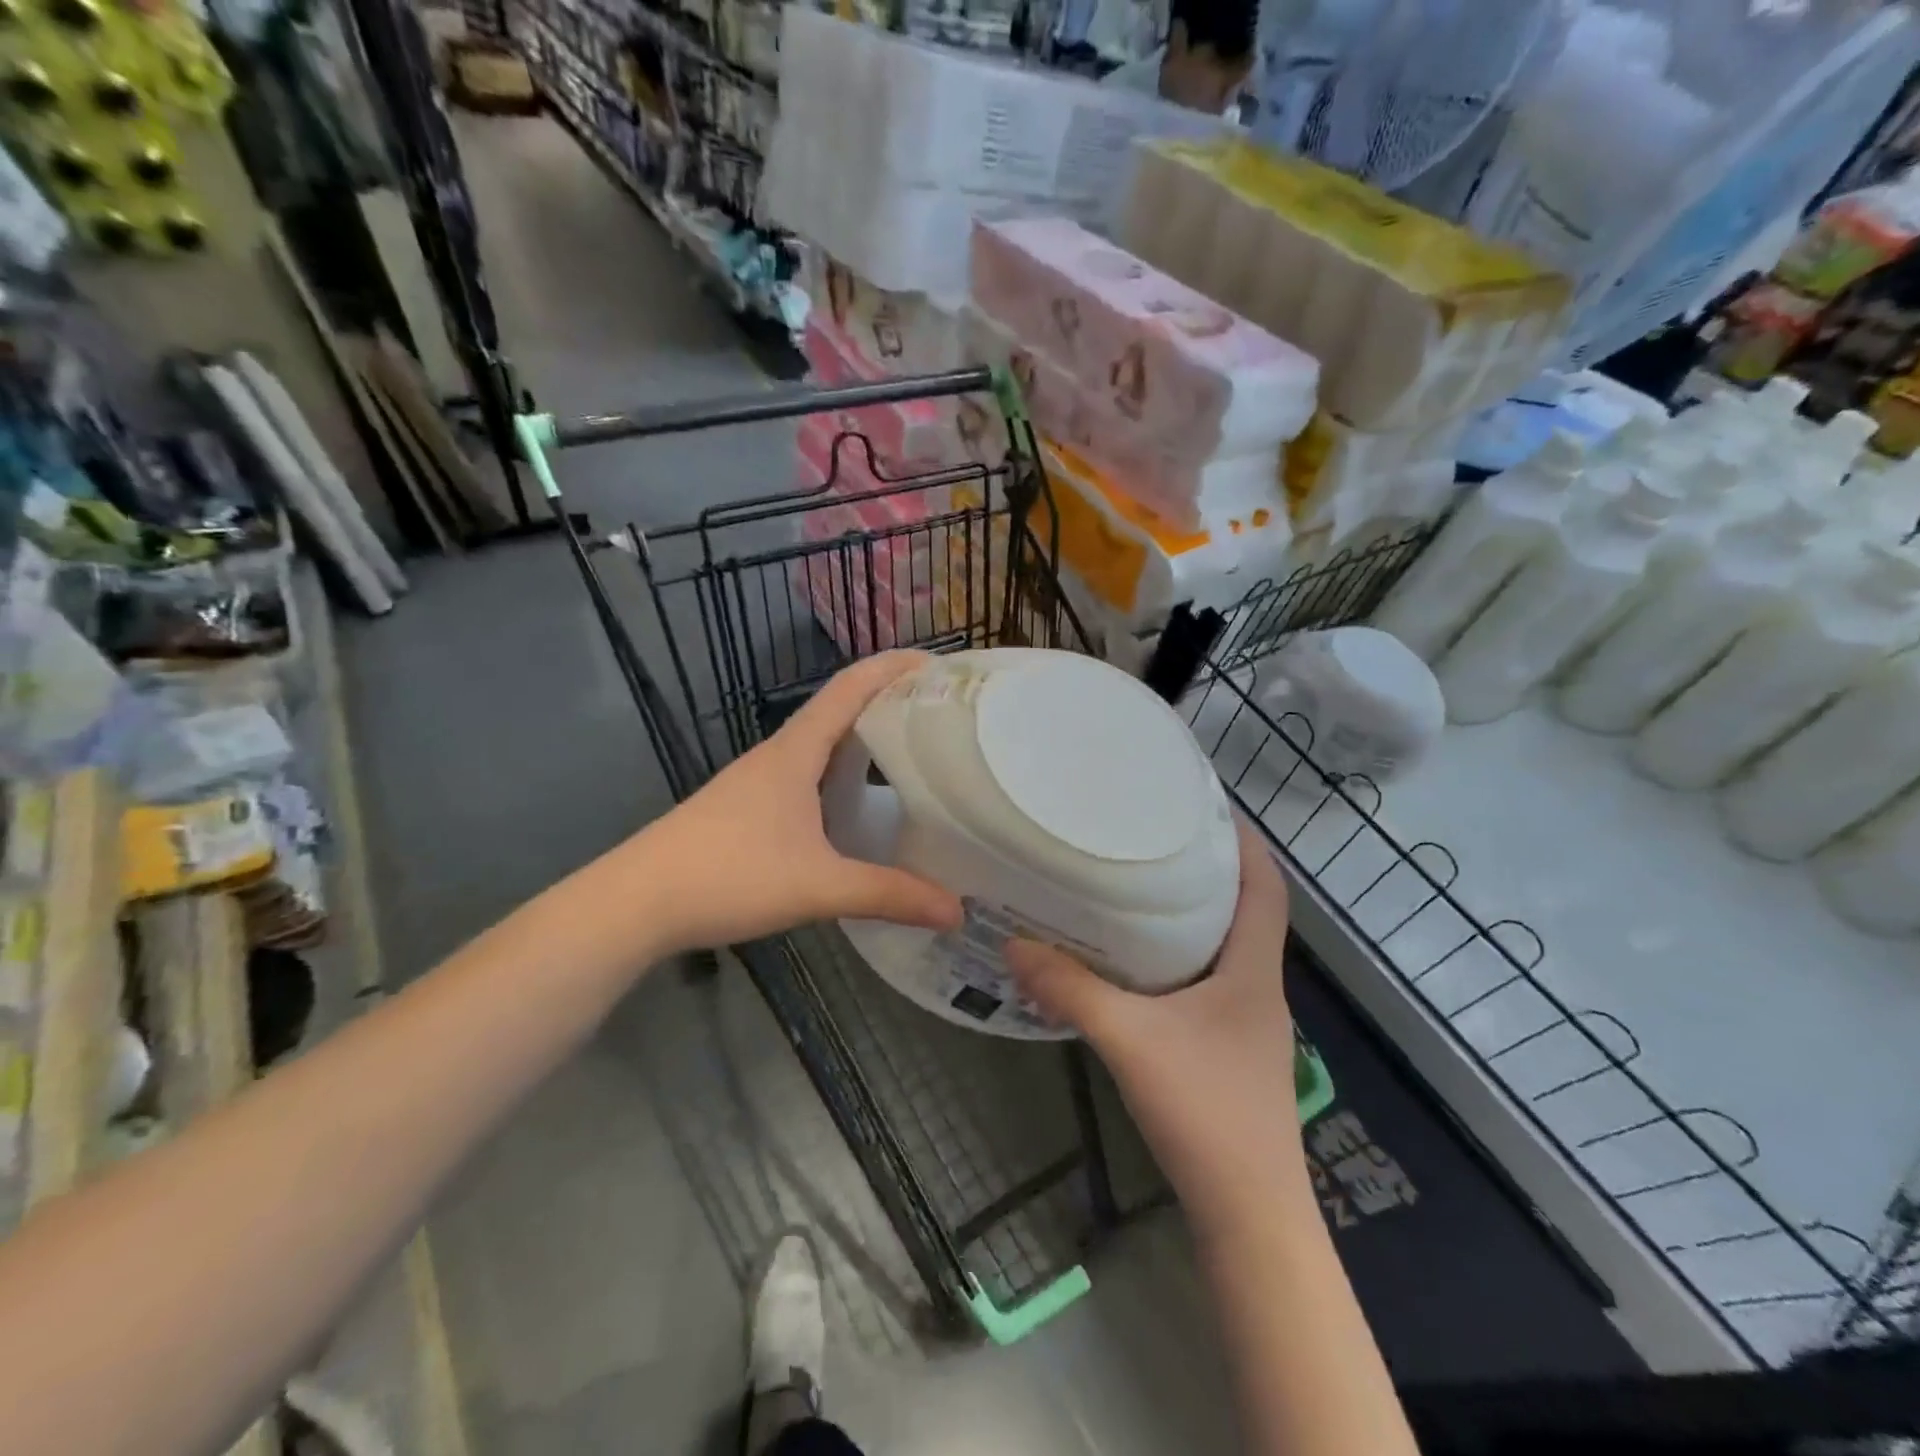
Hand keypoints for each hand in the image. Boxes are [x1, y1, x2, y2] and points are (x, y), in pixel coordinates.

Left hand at [642, 653, 963, 954]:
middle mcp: (779, 754)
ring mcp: (760, 780)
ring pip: (823, 743)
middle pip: (841, 708)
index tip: (940, 664)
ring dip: (865, 737)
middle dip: (890, 701)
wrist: (635, 902)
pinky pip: (808, 772)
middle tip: (943, 714)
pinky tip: (858, 803)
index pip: (851, 687)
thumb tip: (956, 911)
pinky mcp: (749, 807)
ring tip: (913, 752)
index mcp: (796, 751)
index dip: (894, 667)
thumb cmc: (728, 876)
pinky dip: (842, 771)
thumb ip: (888, 895)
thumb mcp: (818, 887)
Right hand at [1006, 819, 1304, 1213]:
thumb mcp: (1130, 1040)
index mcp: (1252, 971)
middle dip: (1208, 872)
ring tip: (1138, 888)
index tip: (1208, 807)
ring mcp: (1245, 1024)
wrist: (1249, 1216)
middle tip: (1153, 838)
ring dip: (1190, 918)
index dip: (1247, 843)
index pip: (1267, 888)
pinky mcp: (1227, 1051)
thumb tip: (1013, 945)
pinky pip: (1204, 984)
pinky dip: (1175, 962)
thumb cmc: (1206, 1111)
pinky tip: (1134, 966)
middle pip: (1243, 912)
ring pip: (1221, 950)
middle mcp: (1257, 988)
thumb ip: (1071, 990)